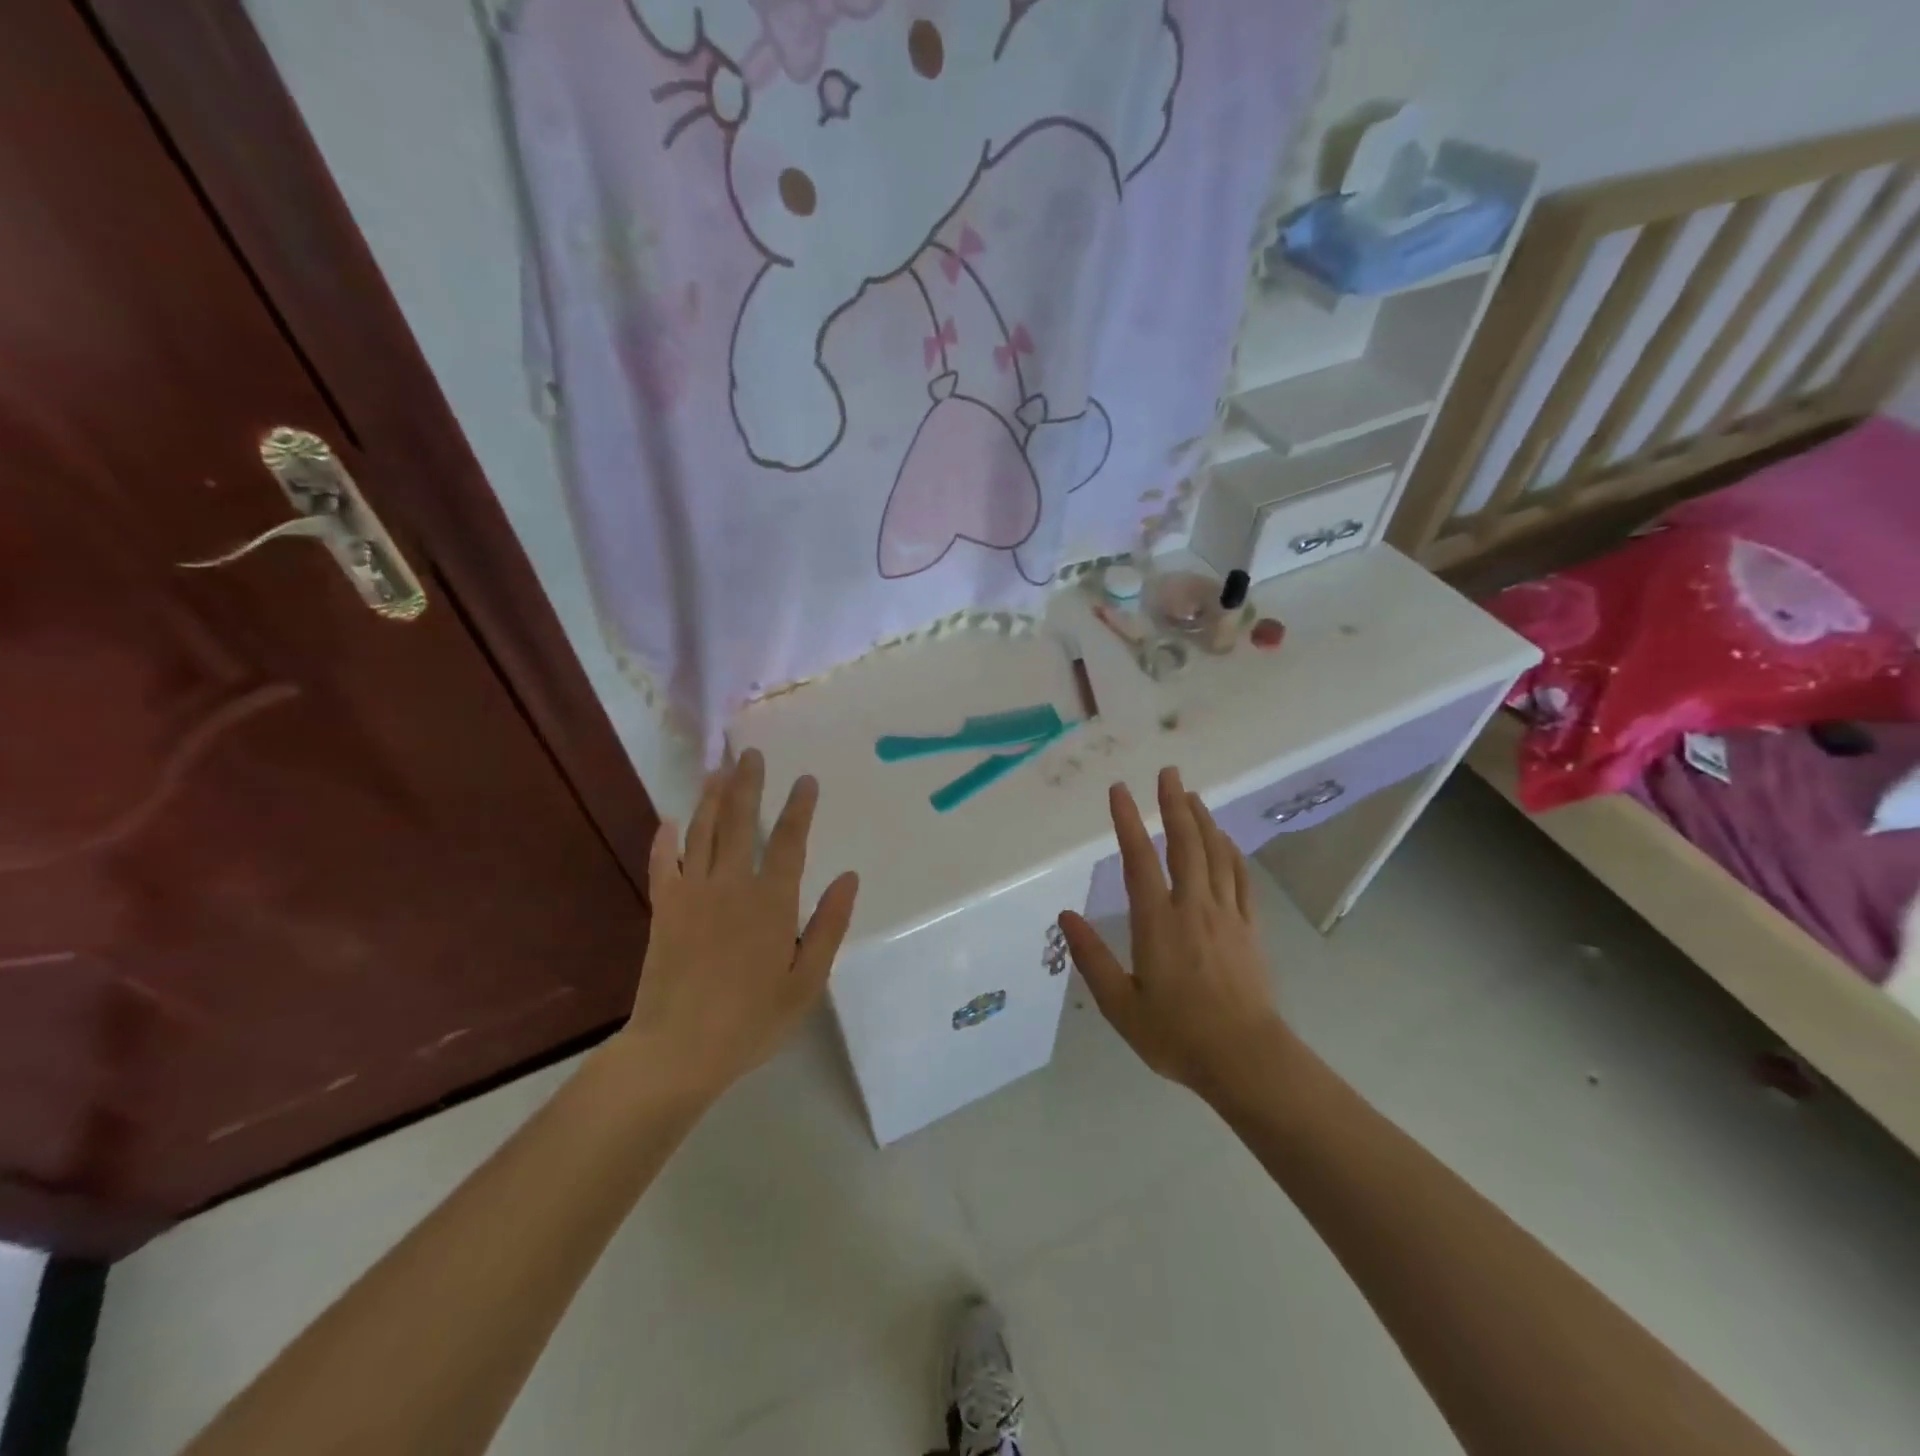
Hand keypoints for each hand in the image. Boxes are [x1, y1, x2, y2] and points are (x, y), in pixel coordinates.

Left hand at [613, 751, 859, 1106]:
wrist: (678, 1049)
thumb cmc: (752, 1019)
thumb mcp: (806, 979)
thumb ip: (828, 925)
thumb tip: (849, 877)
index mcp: (771, 902)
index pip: (790, 842)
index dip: (800, 808)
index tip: (806, 779)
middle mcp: (731, 885)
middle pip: (740, 822)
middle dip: (748, 785)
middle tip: (751, 753)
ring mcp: (692, 894)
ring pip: (702, 832)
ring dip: (711, 798)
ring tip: (718, 769)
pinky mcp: (663, 909)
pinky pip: (663, 864)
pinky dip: (664, 839)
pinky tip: (668, 820)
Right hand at [1059, 767, 1286, 1103]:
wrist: (1246, 1059)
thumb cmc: (1176, 1035)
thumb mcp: (1120, 1005)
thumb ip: (1091, 957)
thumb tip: (1065, 915)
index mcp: (1158, 923)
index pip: (1140, 859)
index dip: (1128, 821)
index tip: (1119, 790)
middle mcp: (1194, 908)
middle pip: (1185, 844)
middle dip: (1174, 804)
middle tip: (1168, 772)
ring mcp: (1226, 915)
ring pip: (1216, 855)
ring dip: (1203, 820)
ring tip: (1192, 795)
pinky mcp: (1249, 928)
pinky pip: (1241, 878)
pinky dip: (1231, 852)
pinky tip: (1225, 841)